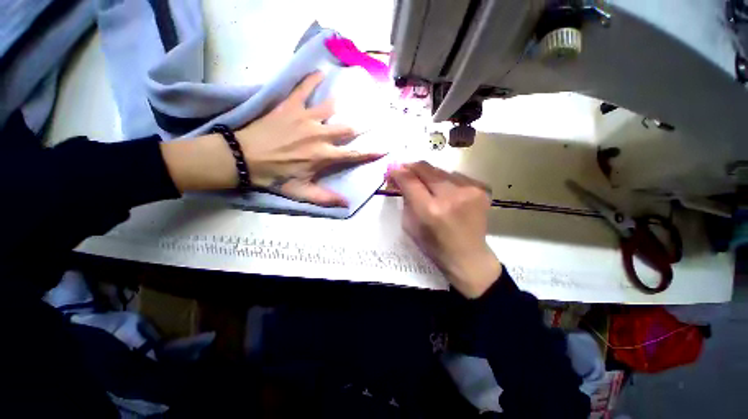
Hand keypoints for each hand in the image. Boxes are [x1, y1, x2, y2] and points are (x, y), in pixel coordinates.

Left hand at [235, 72, 383, 206]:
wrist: (244, 158)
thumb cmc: (275, 177)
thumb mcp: (301, 192)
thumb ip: (325, 198)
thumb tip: (347, 205)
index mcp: (324, 156)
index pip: (354, 154)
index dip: (370, 152)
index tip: (385, 148)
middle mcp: (320, 135)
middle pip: (348, 127)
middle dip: (365, 123)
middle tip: (377, 116)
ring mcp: (306, 118)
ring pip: (331, 106)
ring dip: (345, 102)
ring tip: (355, 95)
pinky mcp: (290, 106)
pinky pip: (303, 88)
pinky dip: (312, 79)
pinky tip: (321, 72)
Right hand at [388, 162, 501, 297]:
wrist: (468, 256)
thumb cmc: (434, 246)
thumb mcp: (410, 225)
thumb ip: (405, 199)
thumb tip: (401, 178)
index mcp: (429, 210)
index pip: (409, 180)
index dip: (398, 172)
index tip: (392, 171)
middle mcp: (450, 196)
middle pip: (426, 168)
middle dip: (412, 167)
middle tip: (405, 171)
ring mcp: (469, 191)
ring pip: (441, 170)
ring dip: (429, 176)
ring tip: (427, 186)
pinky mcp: (481, 189)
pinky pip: (456, 176)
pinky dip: (446, 181)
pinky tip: (446, 192)